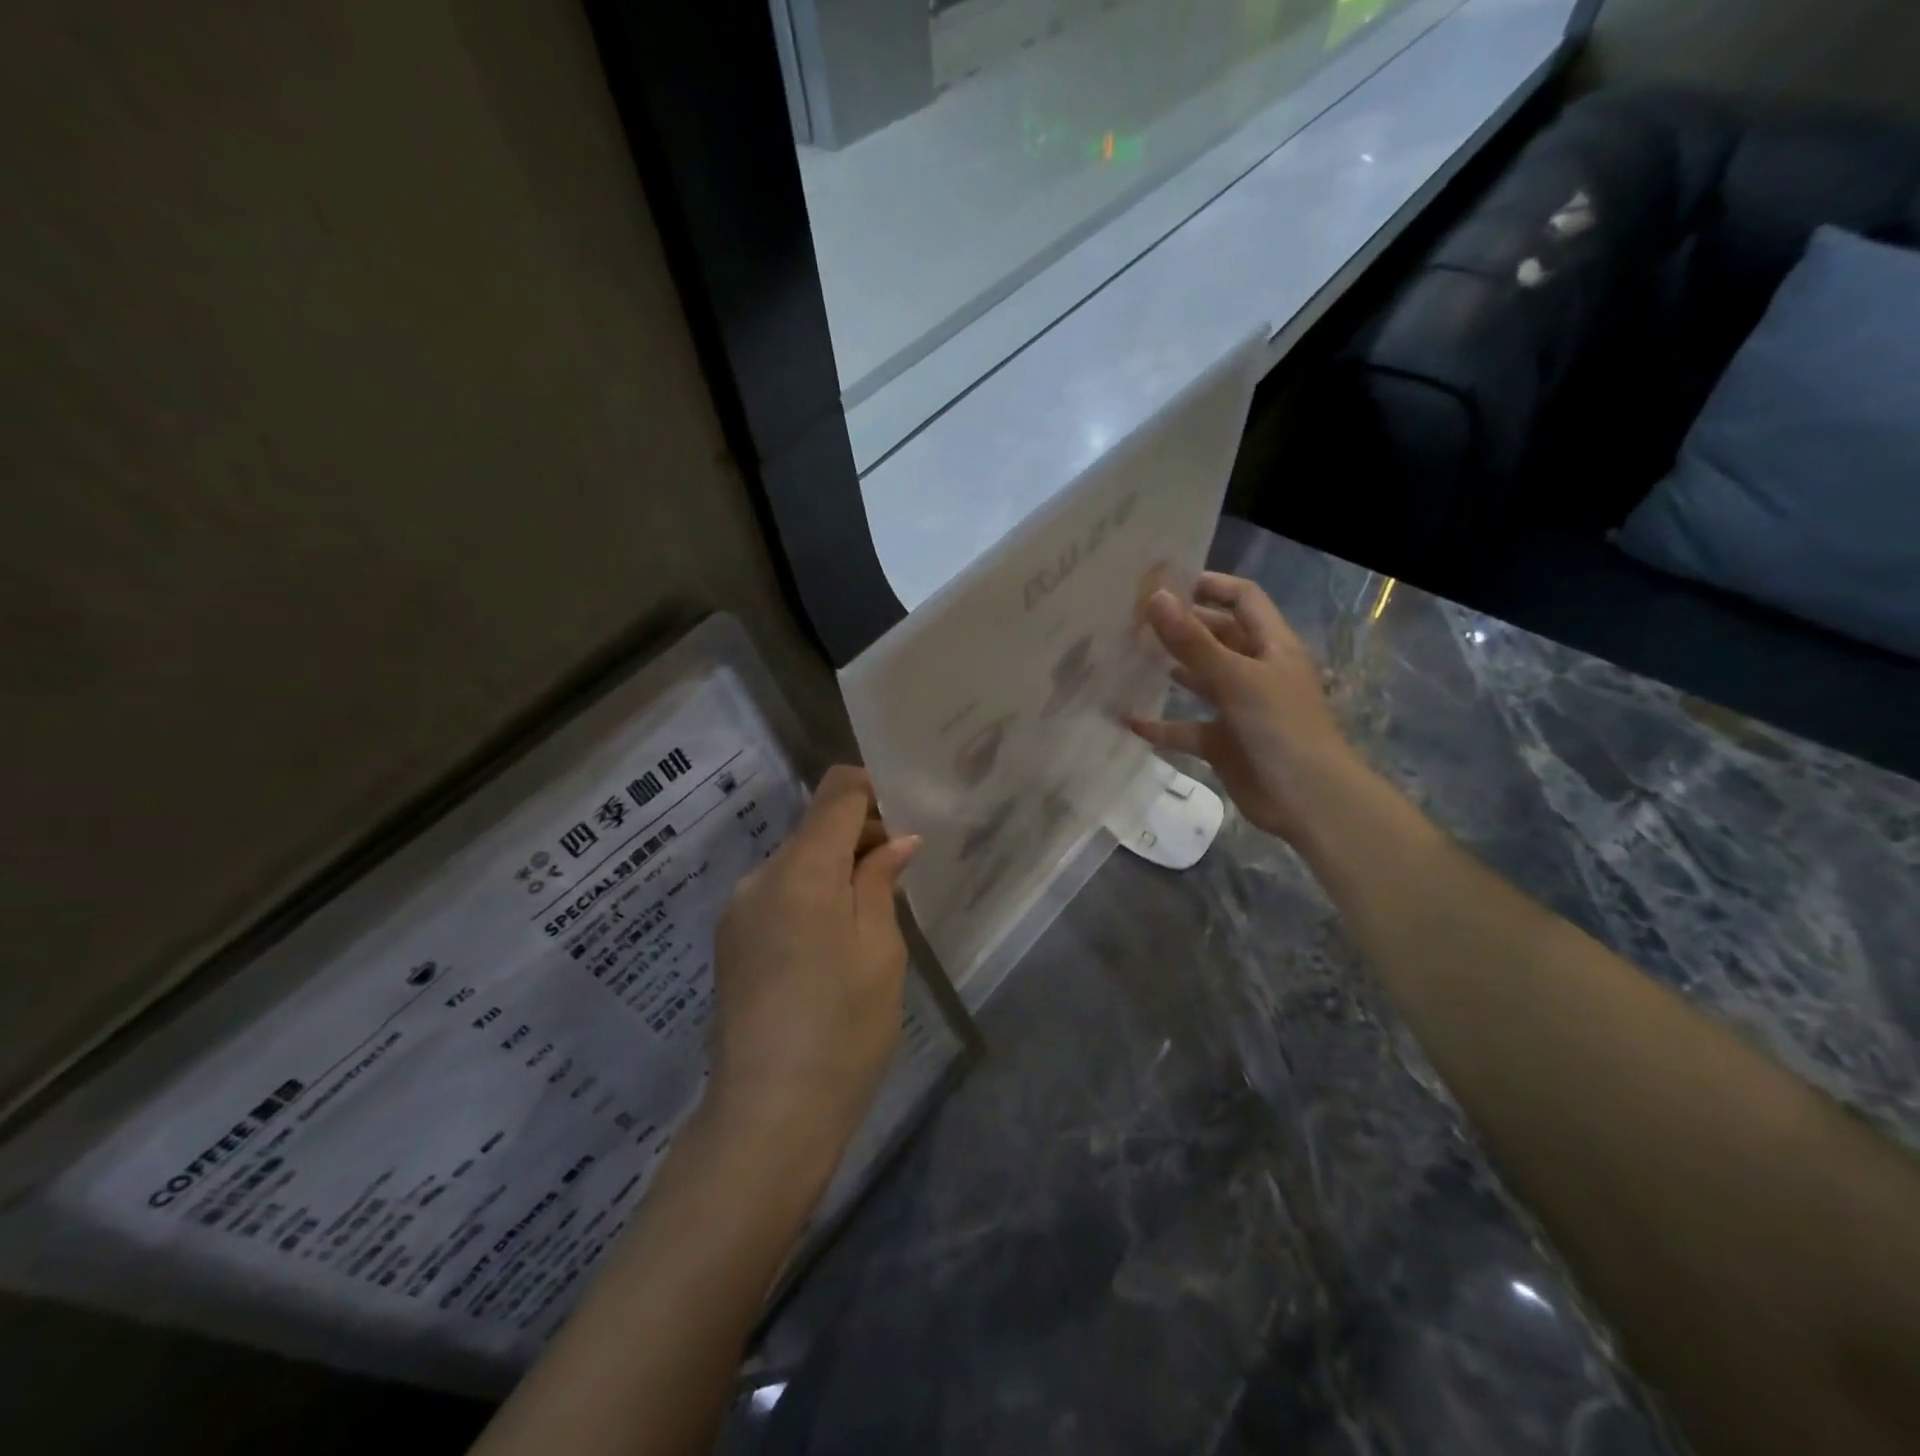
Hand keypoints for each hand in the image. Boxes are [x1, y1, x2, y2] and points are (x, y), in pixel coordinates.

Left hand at [705, 766, 919, 1187]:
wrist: (767, 1116)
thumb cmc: (843, 1027)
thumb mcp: (880, 950)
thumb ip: (880, 883)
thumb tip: (896, 841)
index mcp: (802, 869)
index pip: (837, 792)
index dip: (874, 791)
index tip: (903, 824)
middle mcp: (760, 877)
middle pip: (815, 828)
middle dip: (859, 840)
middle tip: (896, 884)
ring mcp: (737, 911)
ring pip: (796, 864)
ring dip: (834, 874)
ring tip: (865, 926)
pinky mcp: (730, 943)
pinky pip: (777, 897)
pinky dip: (810, 900)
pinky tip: (828, 951)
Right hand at [1129, 573, 1358, 845]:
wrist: (1307, 800)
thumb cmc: (1280, 728)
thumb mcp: (1235, 678)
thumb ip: (1193, 641)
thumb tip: (1155, 598)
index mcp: (1272, 646)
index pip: (1243, 599)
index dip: (1211, 586)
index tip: (1166, 583)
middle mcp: (1257, 671)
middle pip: (1218, 638)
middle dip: (1182, 628)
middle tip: (1134, 621)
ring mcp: (1241, 709)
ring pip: (1202, 681)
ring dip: (1171, 670)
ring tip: (1129, 658)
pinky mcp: (1225, 743)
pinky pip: (1188, 728)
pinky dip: (1163, 726)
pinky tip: (1130, 720)